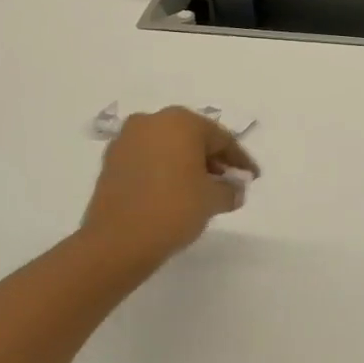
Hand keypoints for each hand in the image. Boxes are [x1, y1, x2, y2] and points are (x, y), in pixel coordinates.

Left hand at [80, 107, 259, 268]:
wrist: (116, 242)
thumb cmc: (173, 209)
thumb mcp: (213, 200)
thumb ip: (230, 189)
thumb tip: (235, 189)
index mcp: (181, 121)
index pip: (221, 138)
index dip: (240, 160)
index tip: (252, 177)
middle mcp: (152, 120)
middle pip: (193, 138)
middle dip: (212, 160)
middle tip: (228, 183)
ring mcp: (127, 139)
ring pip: (168, 147)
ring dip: (187, 164)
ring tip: (201, 190)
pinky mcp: (111, 160)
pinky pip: (147, 159)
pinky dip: (163, 171)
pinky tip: (173, 192)